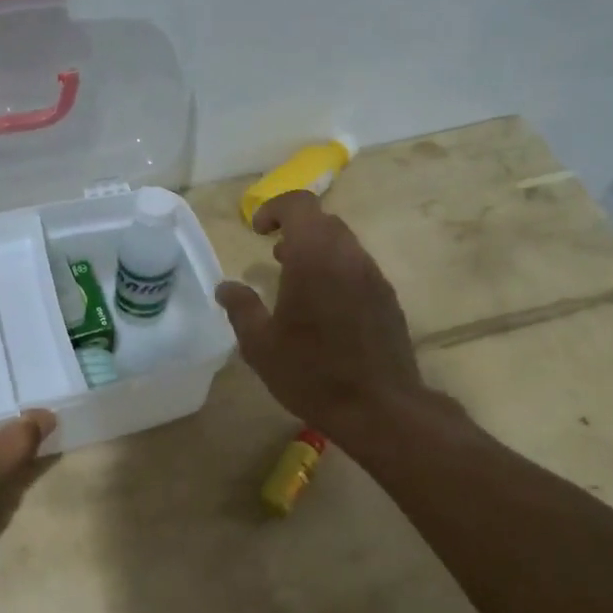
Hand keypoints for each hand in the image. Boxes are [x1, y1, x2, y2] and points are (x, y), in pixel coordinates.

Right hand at [215, 190, 424, 441]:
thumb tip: (225, 286)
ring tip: (294, 281)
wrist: (380, 408)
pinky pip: (358, 268)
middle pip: (323, 221)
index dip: (275, 208)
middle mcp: (349, 256)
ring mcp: (373, 276)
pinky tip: (324, 308)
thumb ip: (241, 308)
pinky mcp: (387, 298)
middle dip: (295, 228)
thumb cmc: (312, 373)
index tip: (256, 231)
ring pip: (344, 244)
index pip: (299, 204)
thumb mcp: (260, 346)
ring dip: (317, 250)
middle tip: (272, 255)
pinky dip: (336, 271)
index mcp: (314, 258)